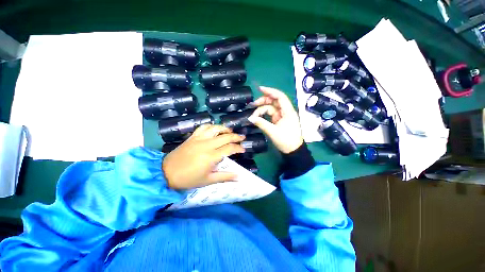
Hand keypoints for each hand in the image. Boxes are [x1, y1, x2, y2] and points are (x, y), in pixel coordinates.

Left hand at [162, 125, 245, 188]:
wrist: (166, 173)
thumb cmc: (188, 179)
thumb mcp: (208, 181)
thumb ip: (225, 177)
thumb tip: (239, 176)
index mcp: (211, 156)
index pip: (230, 148)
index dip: (238, 148)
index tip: (243, 149)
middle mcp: (206, 145)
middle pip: (225, 136)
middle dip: (236, 136)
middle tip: (242, 137)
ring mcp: (199, 139)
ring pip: (215, 128)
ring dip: (225, 128)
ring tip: (230, 131)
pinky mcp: (192, 137)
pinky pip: (203, 127)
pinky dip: (211, 126)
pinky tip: (215, 128)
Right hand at [248, 86, 303, 153]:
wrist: (293, 151)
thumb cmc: (286, 141)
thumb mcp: (273, 132)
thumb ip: (261, 123)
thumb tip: (250, 118)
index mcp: (288, 111)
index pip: (280, 97)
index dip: (270, 91)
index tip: (260, 89)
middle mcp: (285, 111)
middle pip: (274, 101)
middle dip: (263, 101)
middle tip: (253, 105)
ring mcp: (282, 116)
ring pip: (271, 108)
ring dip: (262, 109)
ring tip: (253, 115)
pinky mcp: (278, 121)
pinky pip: (270, 114)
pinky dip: (263, 115)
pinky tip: (257, 118)